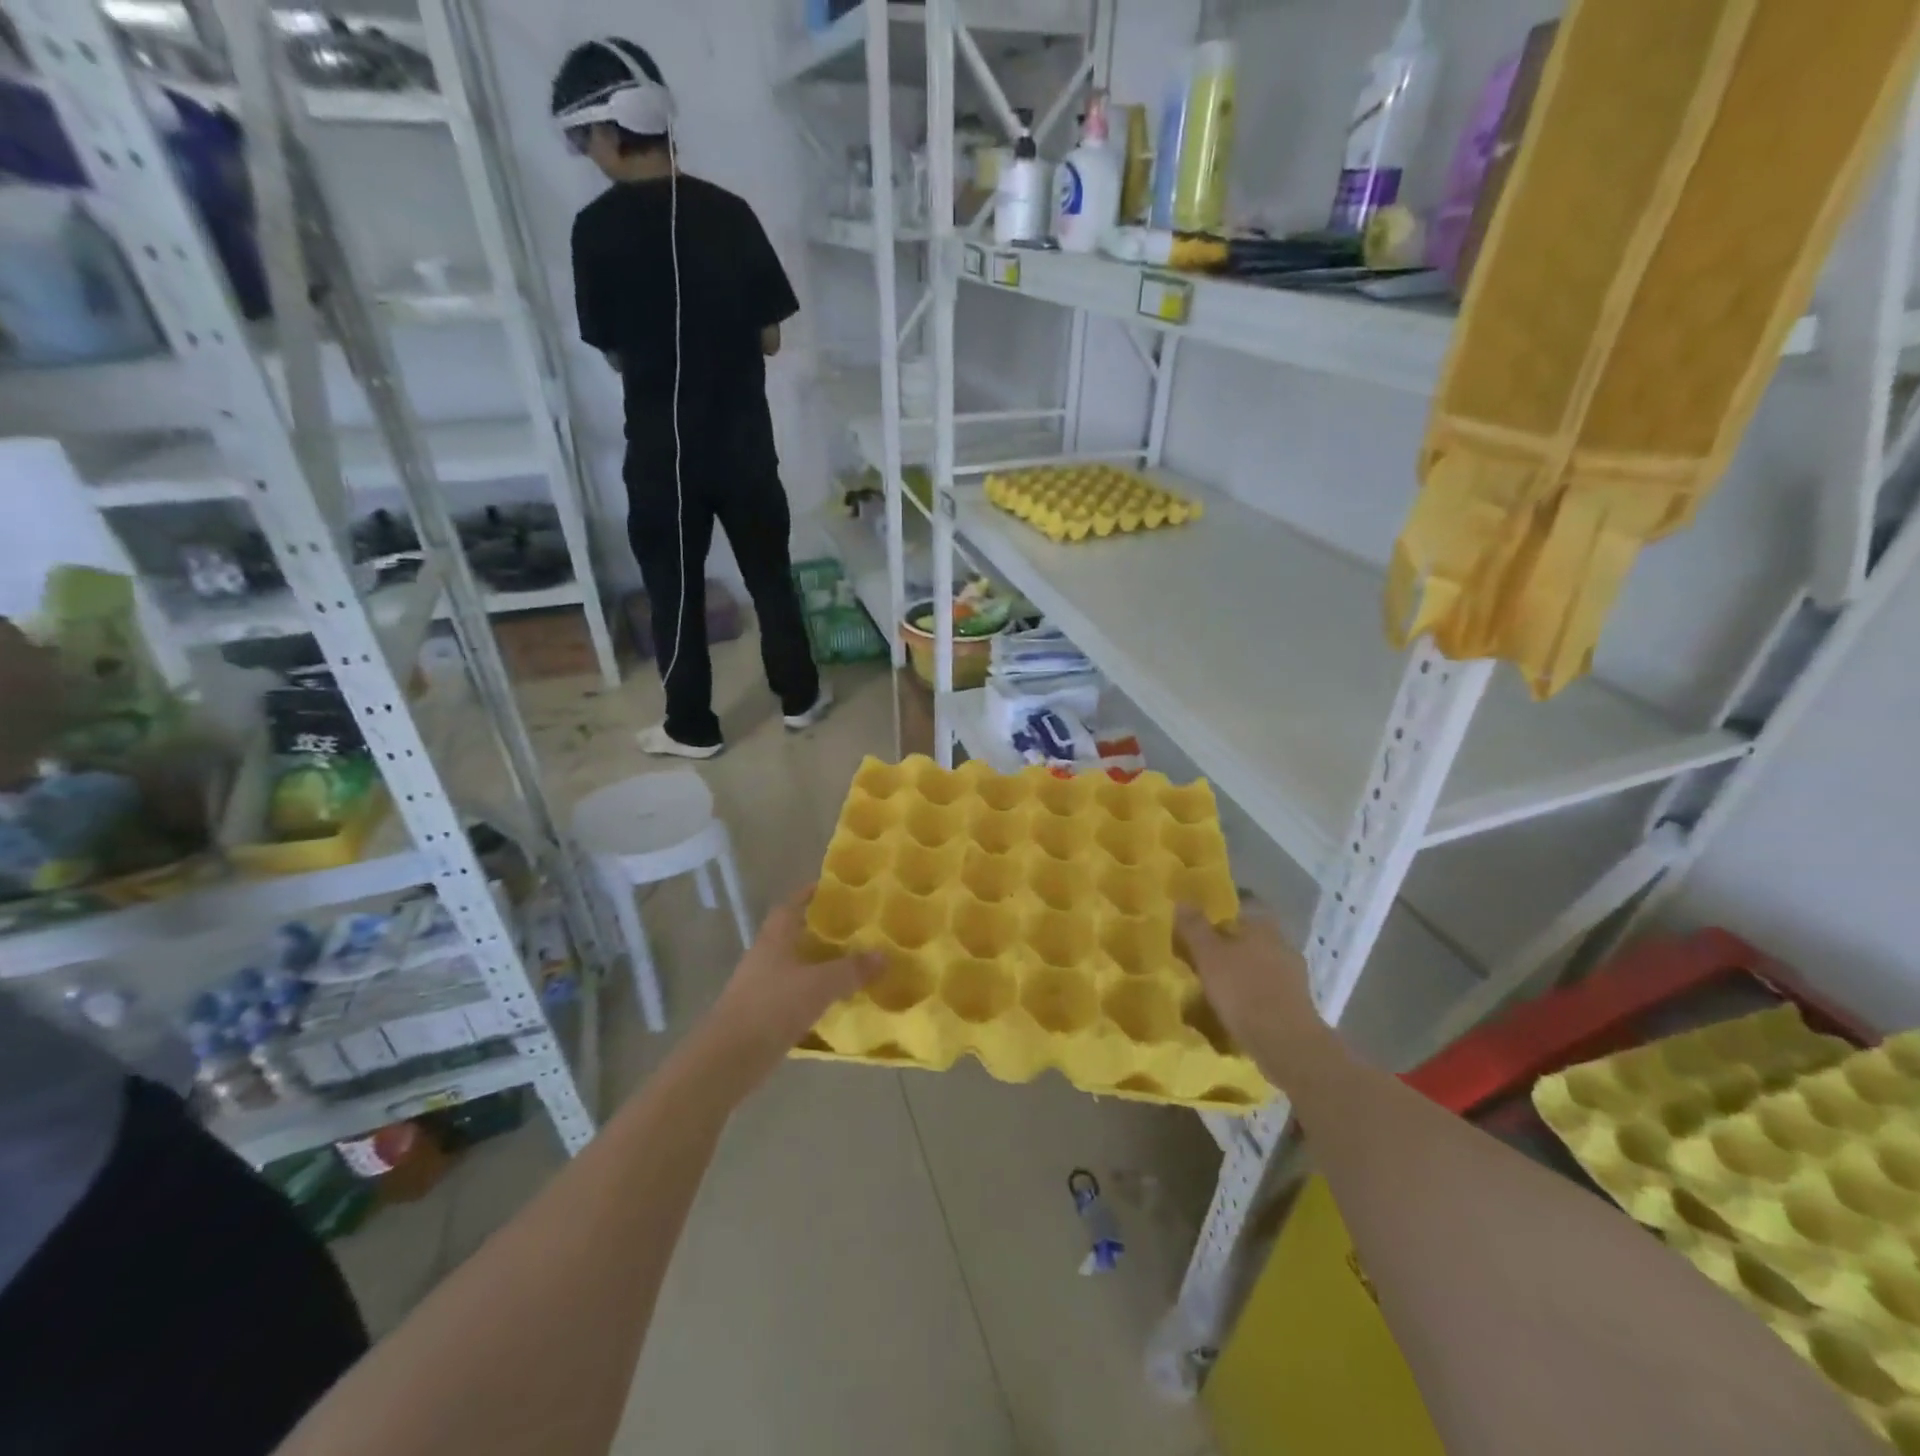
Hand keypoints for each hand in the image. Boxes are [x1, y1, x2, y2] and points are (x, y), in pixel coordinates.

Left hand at [701, 884, 881, 1088]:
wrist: (729, 1058)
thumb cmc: (772, 1007)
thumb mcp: (819, 985)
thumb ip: (852, 969)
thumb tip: (883, 955)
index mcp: (774, 938)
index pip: (791, 905)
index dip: (809, 894)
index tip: (834, 889)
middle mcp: (765, 956)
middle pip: (794, 934)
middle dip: (821, 929)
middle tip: (854, 927)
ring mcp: (762, 986)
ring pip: (795, 964)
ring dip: (819, 962)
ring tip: (852, 962)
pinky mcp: (763, 1013)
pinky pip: (794, 993)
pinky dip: (814, 992)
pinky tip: (835, 1000)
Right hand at [1176, 904, 1330, 1078]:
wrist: (1285, 1042)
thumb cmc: (1243, 989)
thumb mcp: (1208, 955)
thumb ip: (1194, 927)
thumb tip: (1182, 900)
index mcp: (1264, 925)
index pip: (1243, 905)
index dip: (1221, 911)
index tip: (1200, 922)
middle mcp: (1282, 943)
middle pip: (1251, 935)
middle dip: (1229, 943)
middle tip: (1202, 953)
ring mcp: (1293, 974)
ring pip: (1259, 962)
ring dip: (1240, 969)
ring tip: (1214, 983)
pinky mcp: (1296, 1002)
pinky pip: (1267, 987)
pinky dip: (1251, 992)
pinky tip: (1235, 1005)